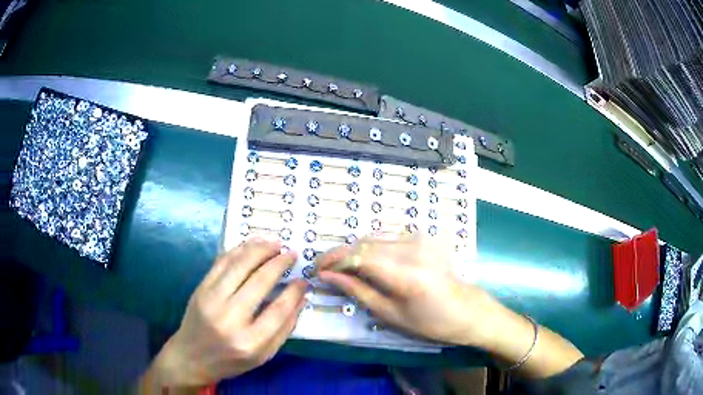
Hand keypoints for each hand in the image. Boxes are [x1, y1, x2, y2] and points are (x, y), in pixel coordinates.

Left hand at [142, 238, 306, 390]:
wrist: (191, 357)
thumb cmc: (230, 361)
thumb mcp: (263, 356)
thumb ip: (284, 329)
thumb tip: (300, 298)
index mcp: (249, 342)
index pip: (278, 310)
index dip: (294, 291)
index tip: (304, 280)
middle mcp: (229, 319)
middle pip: (259, 282)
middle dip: (279, 263)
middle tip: (292, 253)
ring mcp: (211, 300)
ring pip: (239, 265)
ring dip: (259, 249)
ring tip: (275, 243)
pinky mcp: (200, 289)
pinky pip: (222, 263)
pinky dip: (238, 250)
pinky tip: (252, 245)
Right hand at [316, 235, 500, 346]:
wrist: (466, 310)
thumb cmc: (430, 322)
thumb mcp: (390, 314)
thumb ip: (358, 291)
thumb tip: (329, 277)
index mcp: (406, 275)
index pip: (358, 256)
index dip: (333, 260)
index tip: (317, 270)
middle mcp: (413, 249)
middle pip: (363, 242)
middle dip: (340, 254)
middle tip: (326, 270)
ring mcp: (420, 239)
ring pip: (373, 237)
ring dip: (354, 250)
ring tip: (342, 267)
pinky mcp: (423, 237)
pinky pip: (387, 237)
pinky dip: (371, 247)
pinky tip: (365, 261)